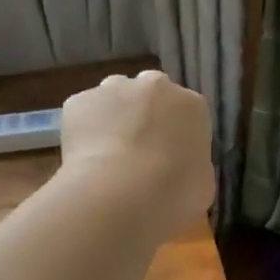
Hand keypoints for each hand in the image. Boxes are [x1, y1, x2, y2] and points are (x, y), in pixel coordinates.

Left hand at [60, 70, 214, 236]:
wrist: (119, 193)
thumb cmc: (173, 193)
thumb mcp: (202, 185)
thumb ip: (191, 164)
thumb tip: (179, 166)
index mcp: (192, 105)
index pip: (188, 112)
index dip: (178, 135)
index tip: (171, 158)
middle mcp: (154, 86)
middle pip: (150, 95)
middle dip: (145, 117)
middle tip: (139, 153)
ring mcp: (113, 89)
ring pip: (114, 98)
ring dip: (113, 118)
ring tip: (108, 156)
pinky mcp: (78, 101)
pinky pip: (83, 114)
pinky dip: (84, 132)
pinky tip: (84, 160)